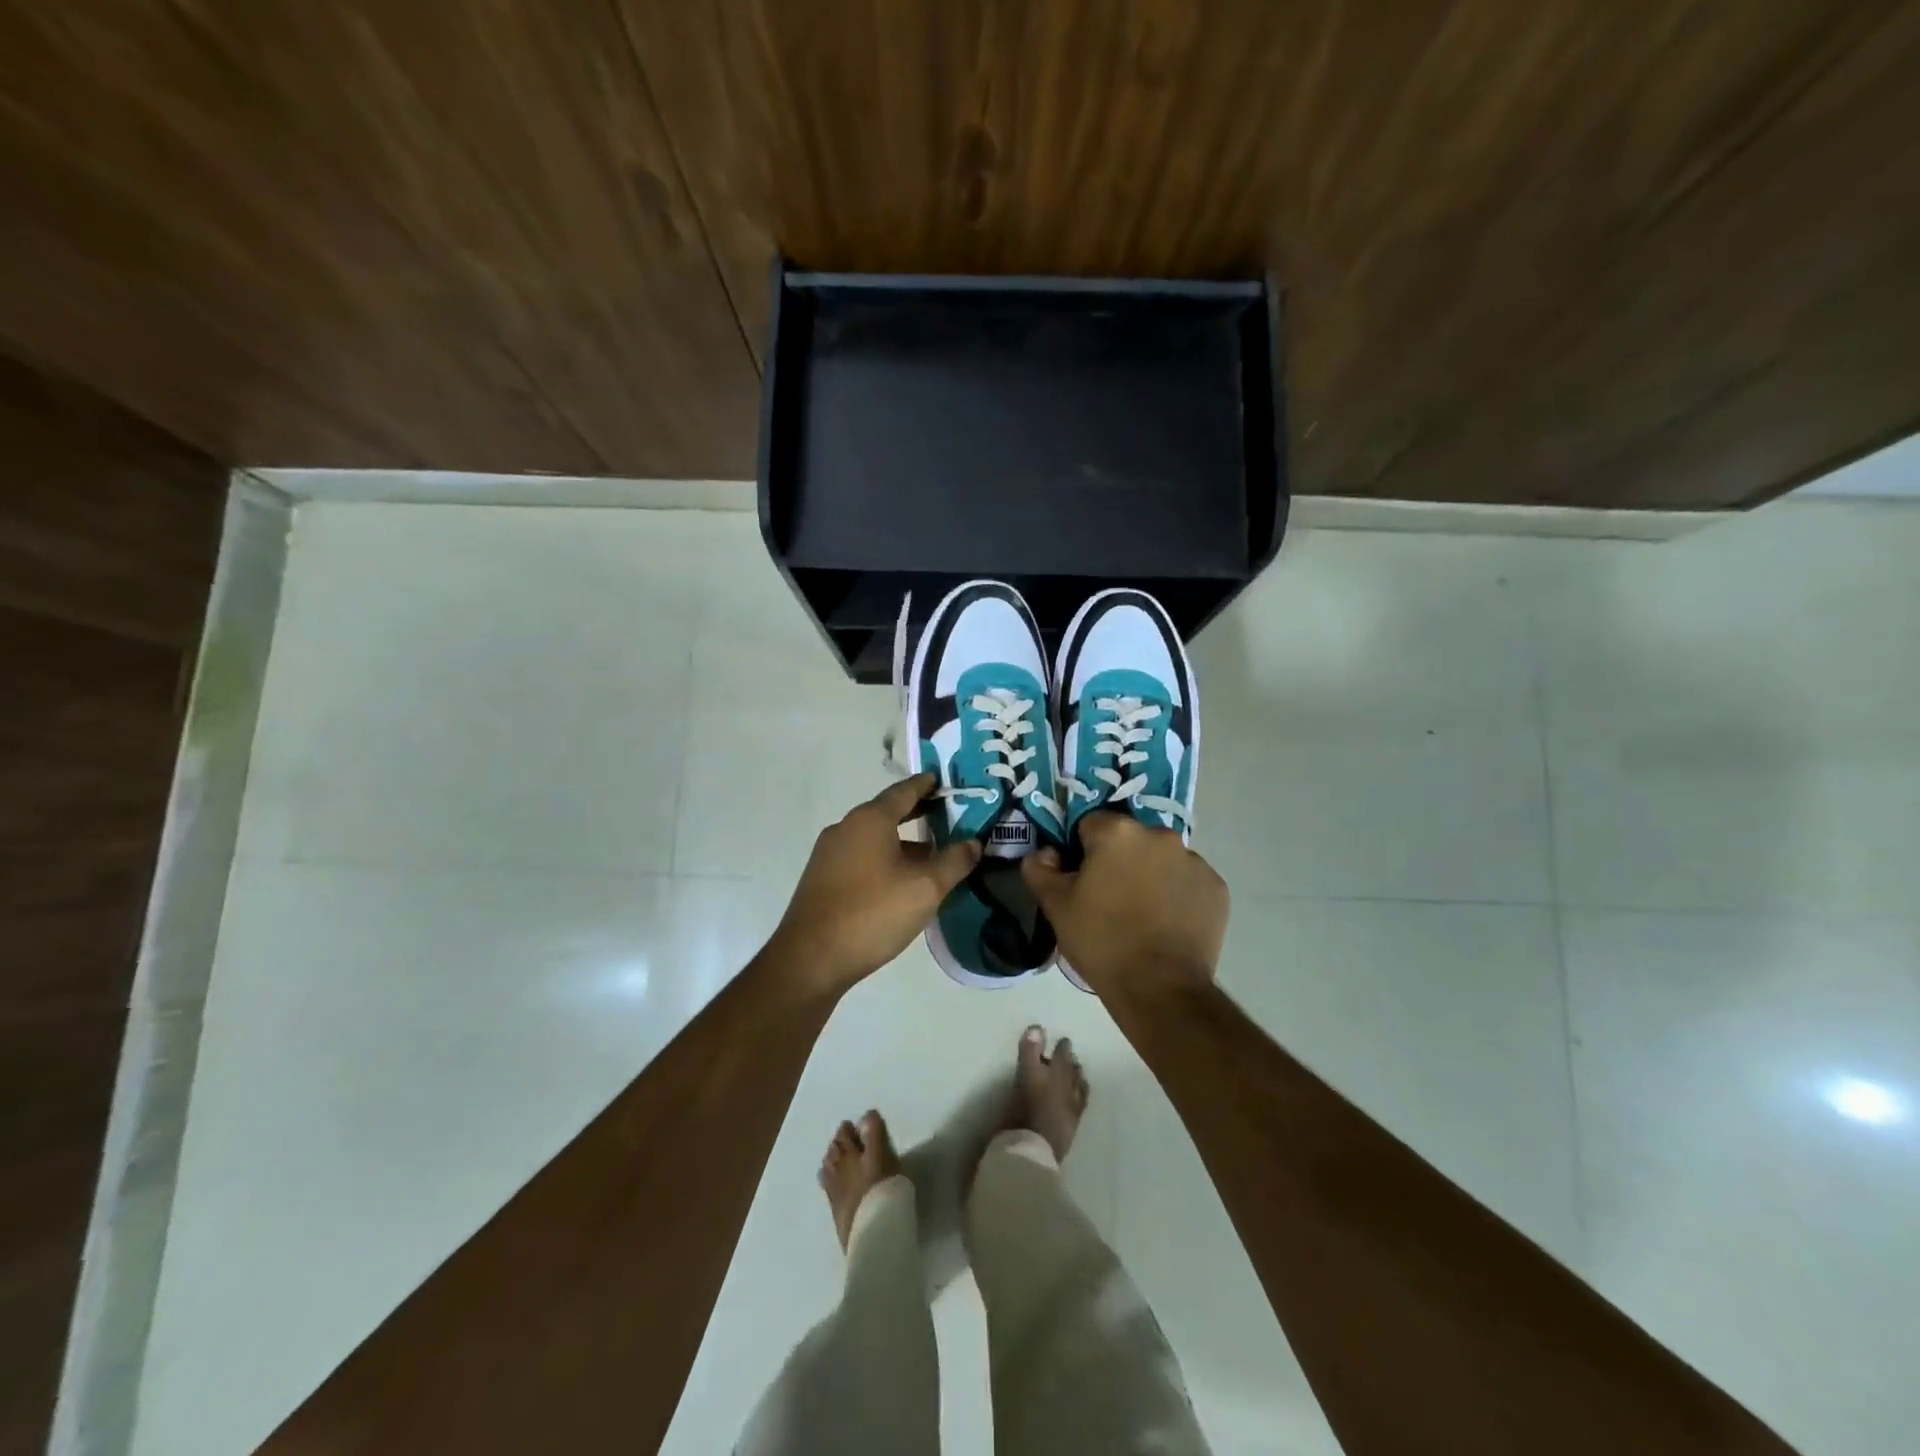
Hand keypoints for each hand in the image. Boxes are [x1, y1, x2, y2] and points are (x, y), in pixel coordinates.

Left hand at [767, 773, 981, 993]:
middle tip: (945, 814)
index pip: (903, 791)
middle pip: (887, 812)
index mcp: (870, 820)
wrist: (811, 959)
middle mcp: (846, 828)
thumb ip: (954, 861)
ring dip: (902, 841)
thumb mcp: (925, 888)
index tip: (941, 780)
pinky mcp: (823, 879)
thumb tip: (973, 842)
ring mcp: (829, 854)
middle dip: (916, 812)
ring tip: (931, 855)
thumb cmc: (872, 913)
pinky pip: (861, 857)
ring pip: (874, 838)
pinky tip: (900, 882)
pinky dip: (884, 859)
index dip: (925, 785)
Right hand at [1021, 812, 1227, 996]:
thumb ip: (1040, 869)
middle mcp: (1159, 835)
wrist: (1159, 988)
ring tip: (1141, 914)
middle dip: (1118, 859)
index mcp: (1117, 832)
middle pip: (1129, 839)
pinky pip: (1187, 881)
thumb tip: (1044, 853)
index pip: (1090, 825)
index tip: (1080, 879)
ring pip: (1161, 858)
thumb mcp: (1056, 906)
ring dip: (1149, 874)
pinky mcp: (1216, 887)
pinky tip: (1166, 923)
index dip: (1080, 851)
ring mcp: (1194, 860)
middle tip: (1108, 898)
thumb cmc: (1101, 941)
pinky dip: (1176, 893)